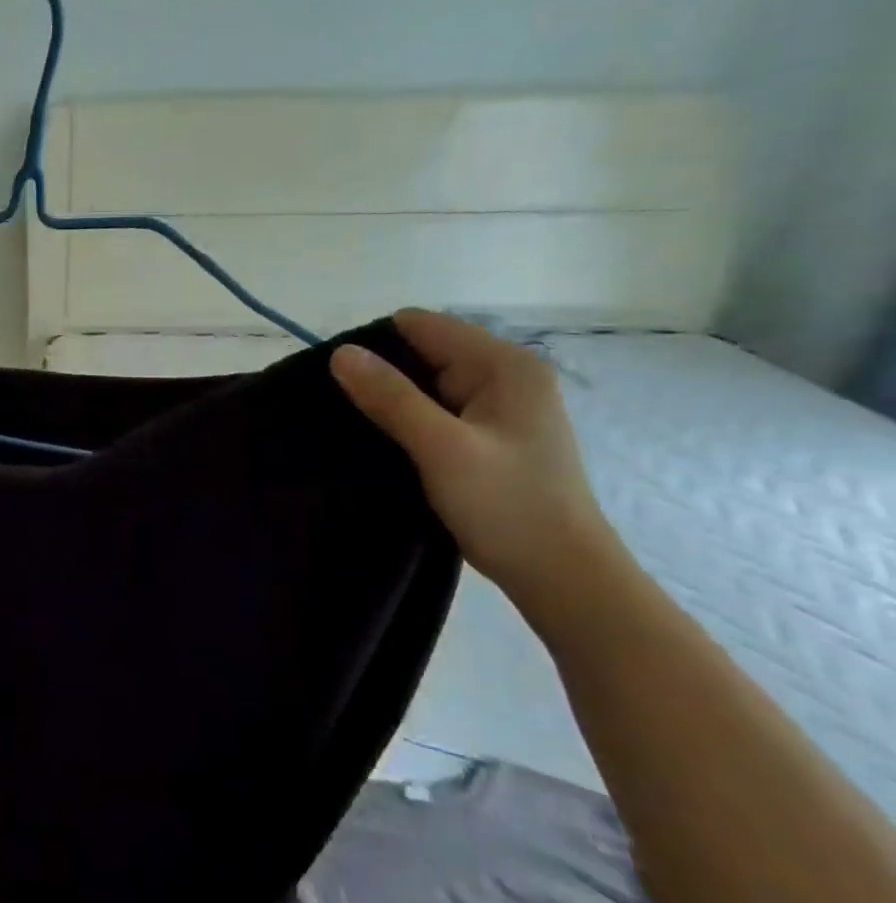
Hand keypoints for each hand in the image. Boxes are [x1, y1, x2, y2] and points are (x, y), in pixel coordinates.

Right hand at [330, 309, 622, 604]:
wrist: (562, 577)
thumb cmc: (507, 507)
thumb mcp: (441, 448)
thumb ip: (390, 397)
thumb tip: (340, 352)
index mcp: (503, 365)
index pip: (421, 325)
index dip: (375, 346)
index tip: (339, 382)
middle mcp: (505, 376)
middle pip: (422, 352)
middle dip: (380, 374)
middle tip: (345, 412)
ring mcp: (499, 407)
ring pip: (424, 384)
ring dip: (390, 401)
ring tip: (357, 429)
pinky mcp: (488, 435)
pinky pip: (434, 410)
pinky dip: (407, 421)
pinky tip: (386, 444)